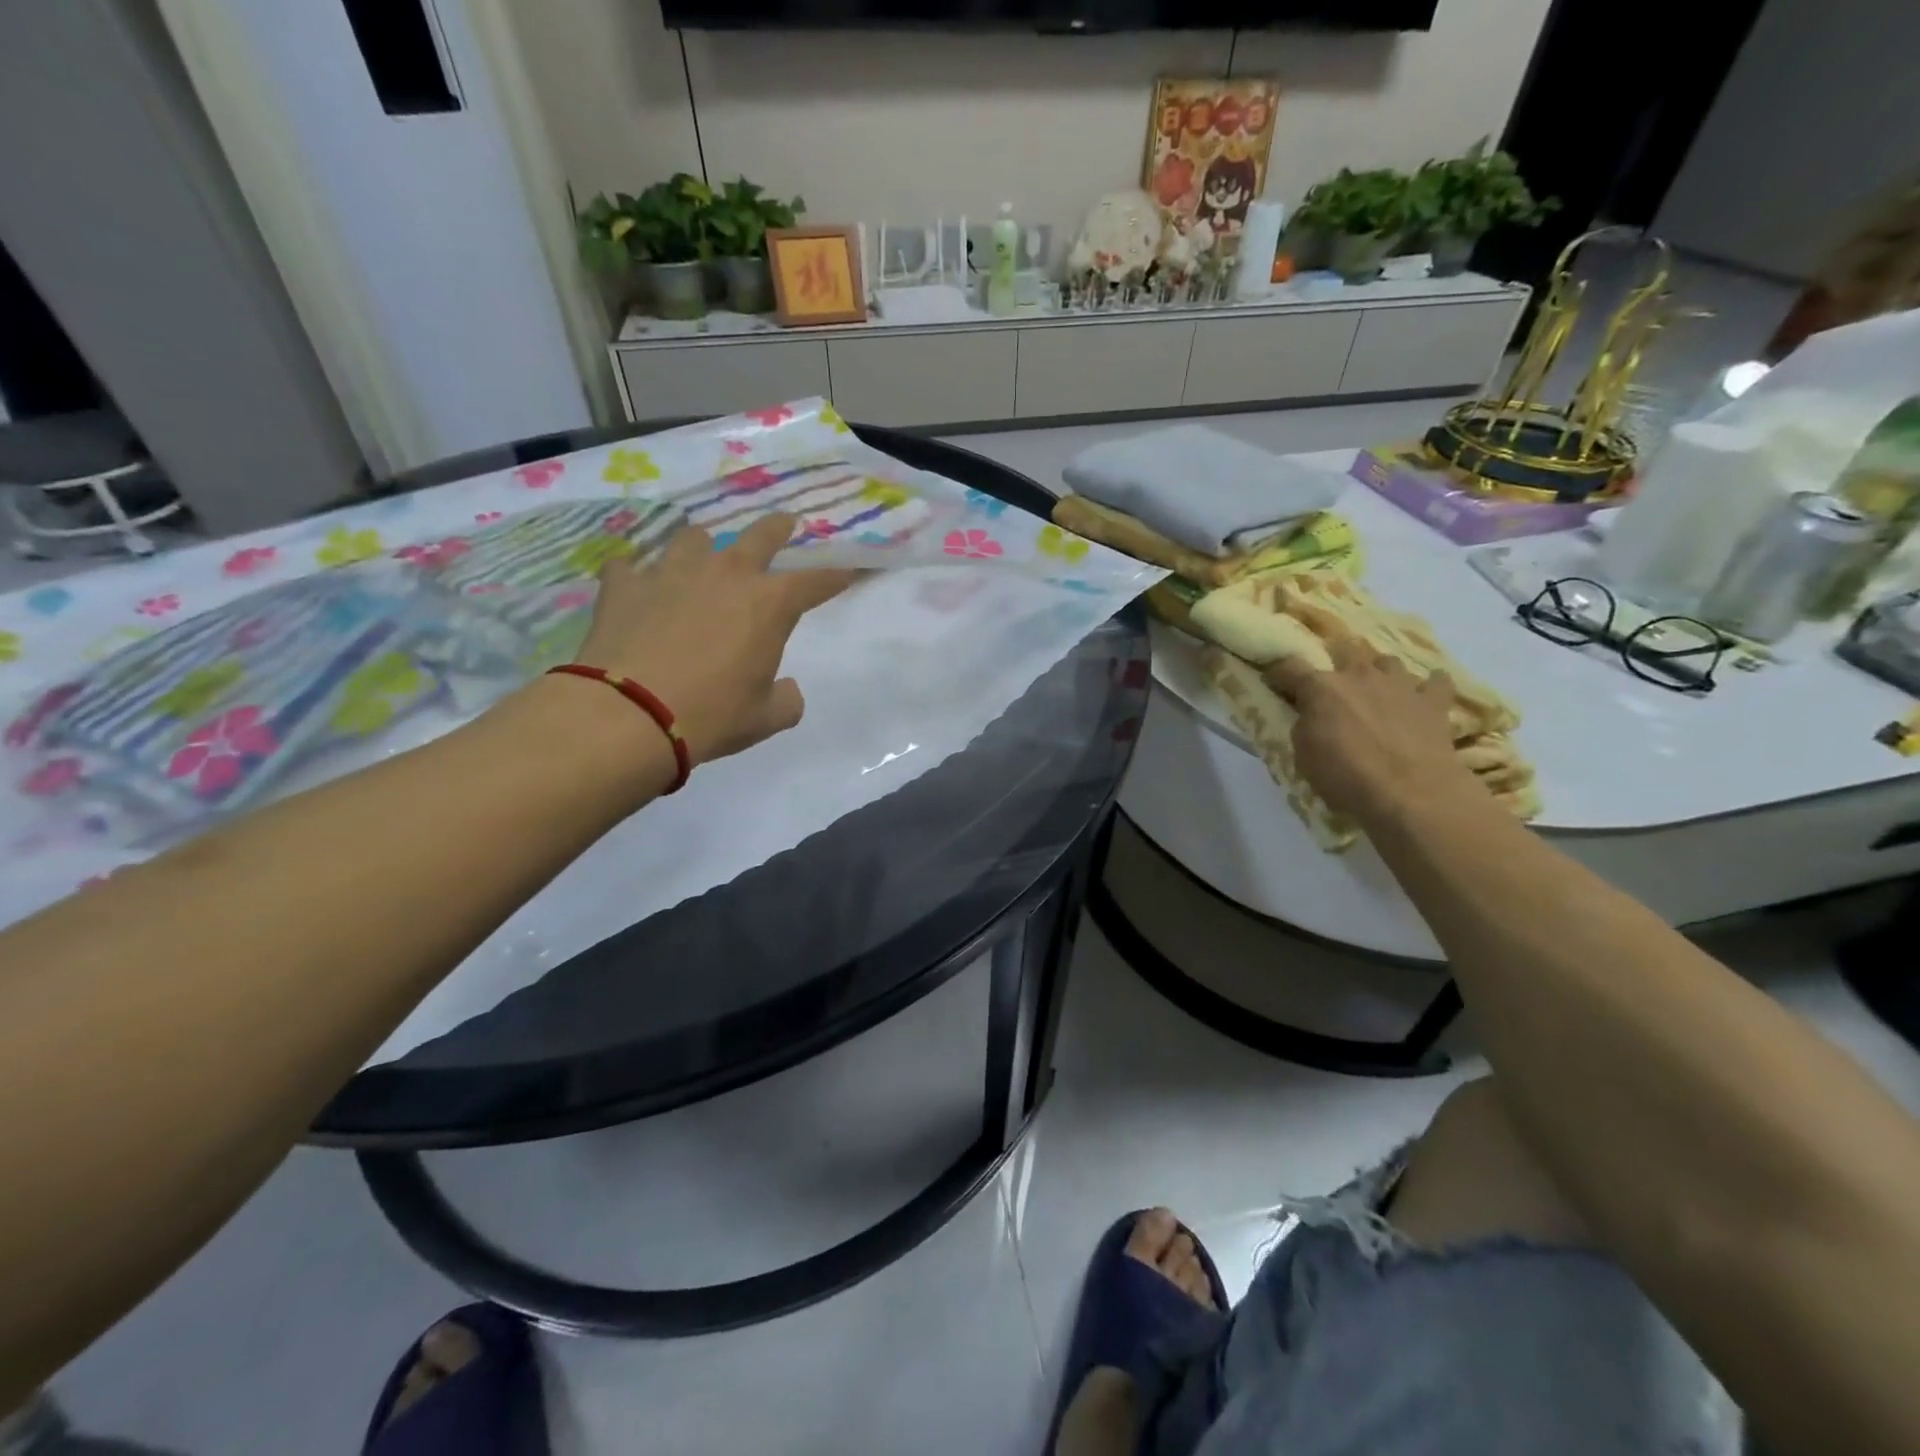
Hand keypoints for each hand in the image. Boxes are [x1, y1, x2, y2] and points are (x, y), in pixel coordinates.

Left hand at [573, 513, 858, 768]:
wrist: (629, 714)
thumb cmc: (712, 715)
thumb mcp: (765, 718)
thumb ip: (786, 699)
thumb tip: (787, 689)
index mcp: (769, 604)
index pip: (817, 581)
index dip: (838, 574)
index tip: (852, 567)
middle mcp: (724, 575)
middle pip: (760, 536)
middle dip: (779, 528)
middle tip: (786, 523)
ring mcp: (671, 573)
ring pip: (694, 539)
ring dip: (705, 548)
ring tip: (702, 558)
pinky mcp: (624, 584)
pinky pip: (631, 566)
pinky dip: (639, 576)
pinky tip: (637, 588)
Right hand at [1264, 634, 1477, 824]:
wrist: (1411, 793)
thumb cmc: (1345, 777)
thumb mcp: (1304, 755)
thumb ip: (1304, 726)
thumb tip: (1310, 715)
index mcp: (1321, 688)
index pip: (1289, 666)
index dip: (1279, 673)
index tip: (1275, 682)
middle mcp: (1359, 675)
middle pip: (1344, 649)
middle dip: (1337, 661)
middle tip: (1335, 685)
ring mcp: (1400, 683)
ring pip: (1387, 661)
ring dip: (1380, 672)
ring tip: (1378, 690)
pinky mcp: (1434, 700)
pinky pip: (1435, 681)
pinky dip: (1428, 686)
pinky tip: (1423, 697)